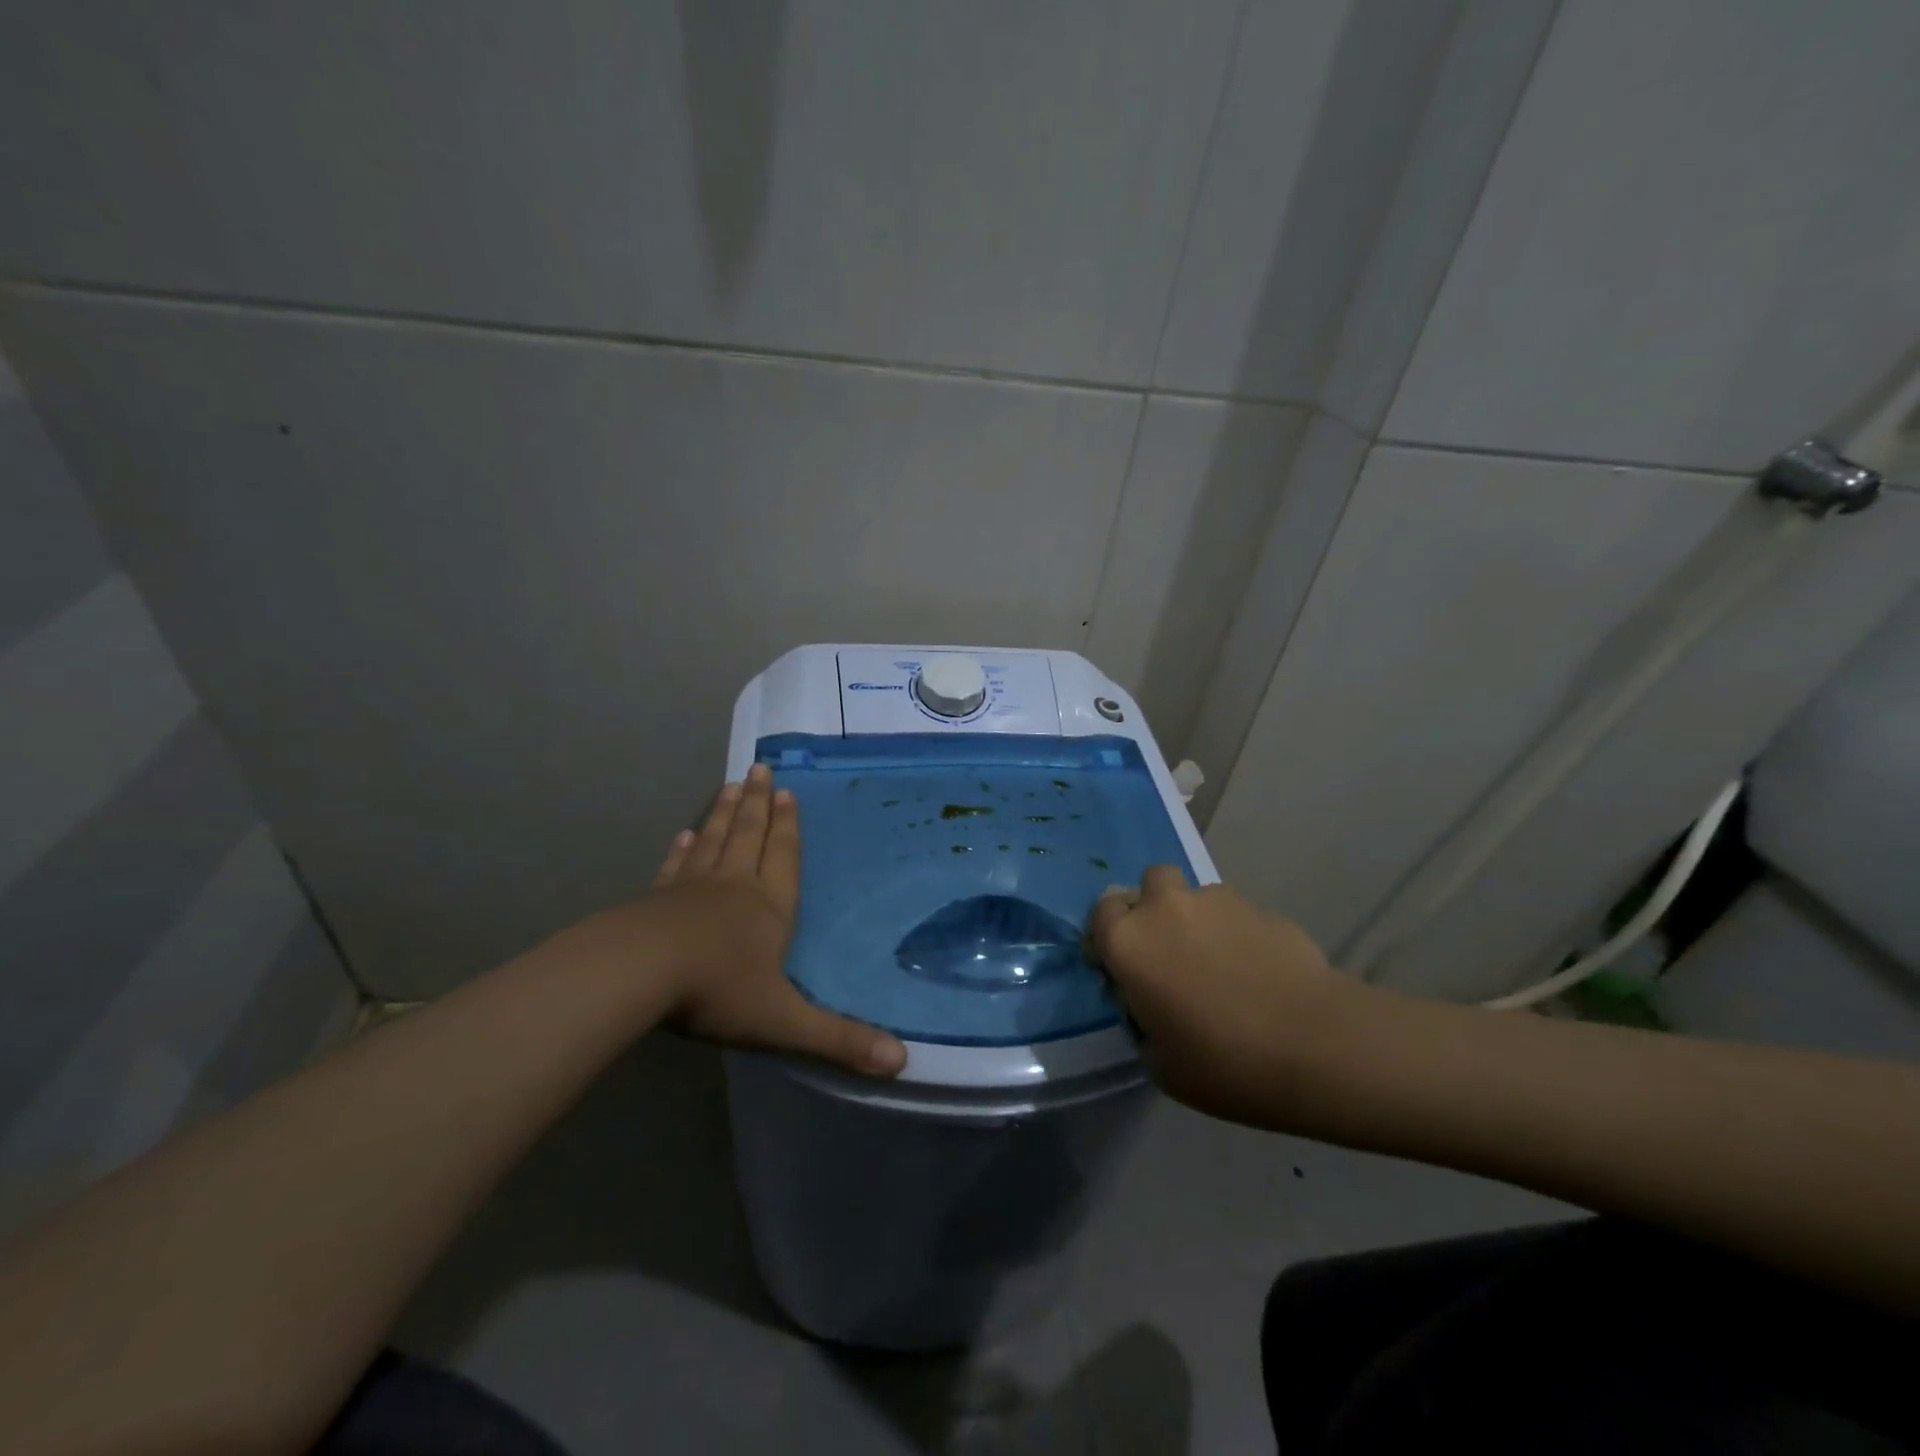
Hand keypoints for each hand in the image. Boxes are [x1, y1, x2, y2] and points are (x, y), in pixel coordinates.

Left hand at [585, 765, 905, 1076]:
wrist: (637, 975)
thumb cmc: (717, 991)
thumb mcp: (784, 1022)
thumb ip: (839, 1040)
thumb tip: (901, 1063)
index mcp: (768, 908)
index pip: (784, 858)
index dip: (788, 827)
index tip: (787, 792)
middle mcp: (733, 887)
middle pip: (749, 835)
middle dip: (758, 804)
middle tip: (760, 768)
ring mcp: (691, 889)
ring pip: (714, 841)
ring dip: (724, 813)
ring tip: (731, 785)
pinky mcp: (655, 900)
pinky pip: (676, 866)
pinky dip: (683, 848)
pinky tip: (684, 835)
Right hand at [1088, 867, 1356, 1125]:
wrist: (1314, 1044)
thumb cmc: (1222, 1062)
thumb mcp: (1160, 1062)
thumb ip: (1142, 1021)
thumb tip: (1151, 1004)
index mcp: (1128, 942)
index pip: (1102, 913)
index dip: (1110, 937)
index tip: (1124, 968)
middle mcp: (1165, 908)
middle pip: (1149, 883)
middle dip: (1154, 909)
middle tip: (1170, 952)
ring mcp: (1216, 901)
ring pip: (1195, 897)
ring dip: (1197, 921)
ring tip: (1222, 965)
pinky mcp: (1260, 907)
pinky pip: (1235, 914)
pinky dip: (1236, 934)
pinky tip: (1257, 972)